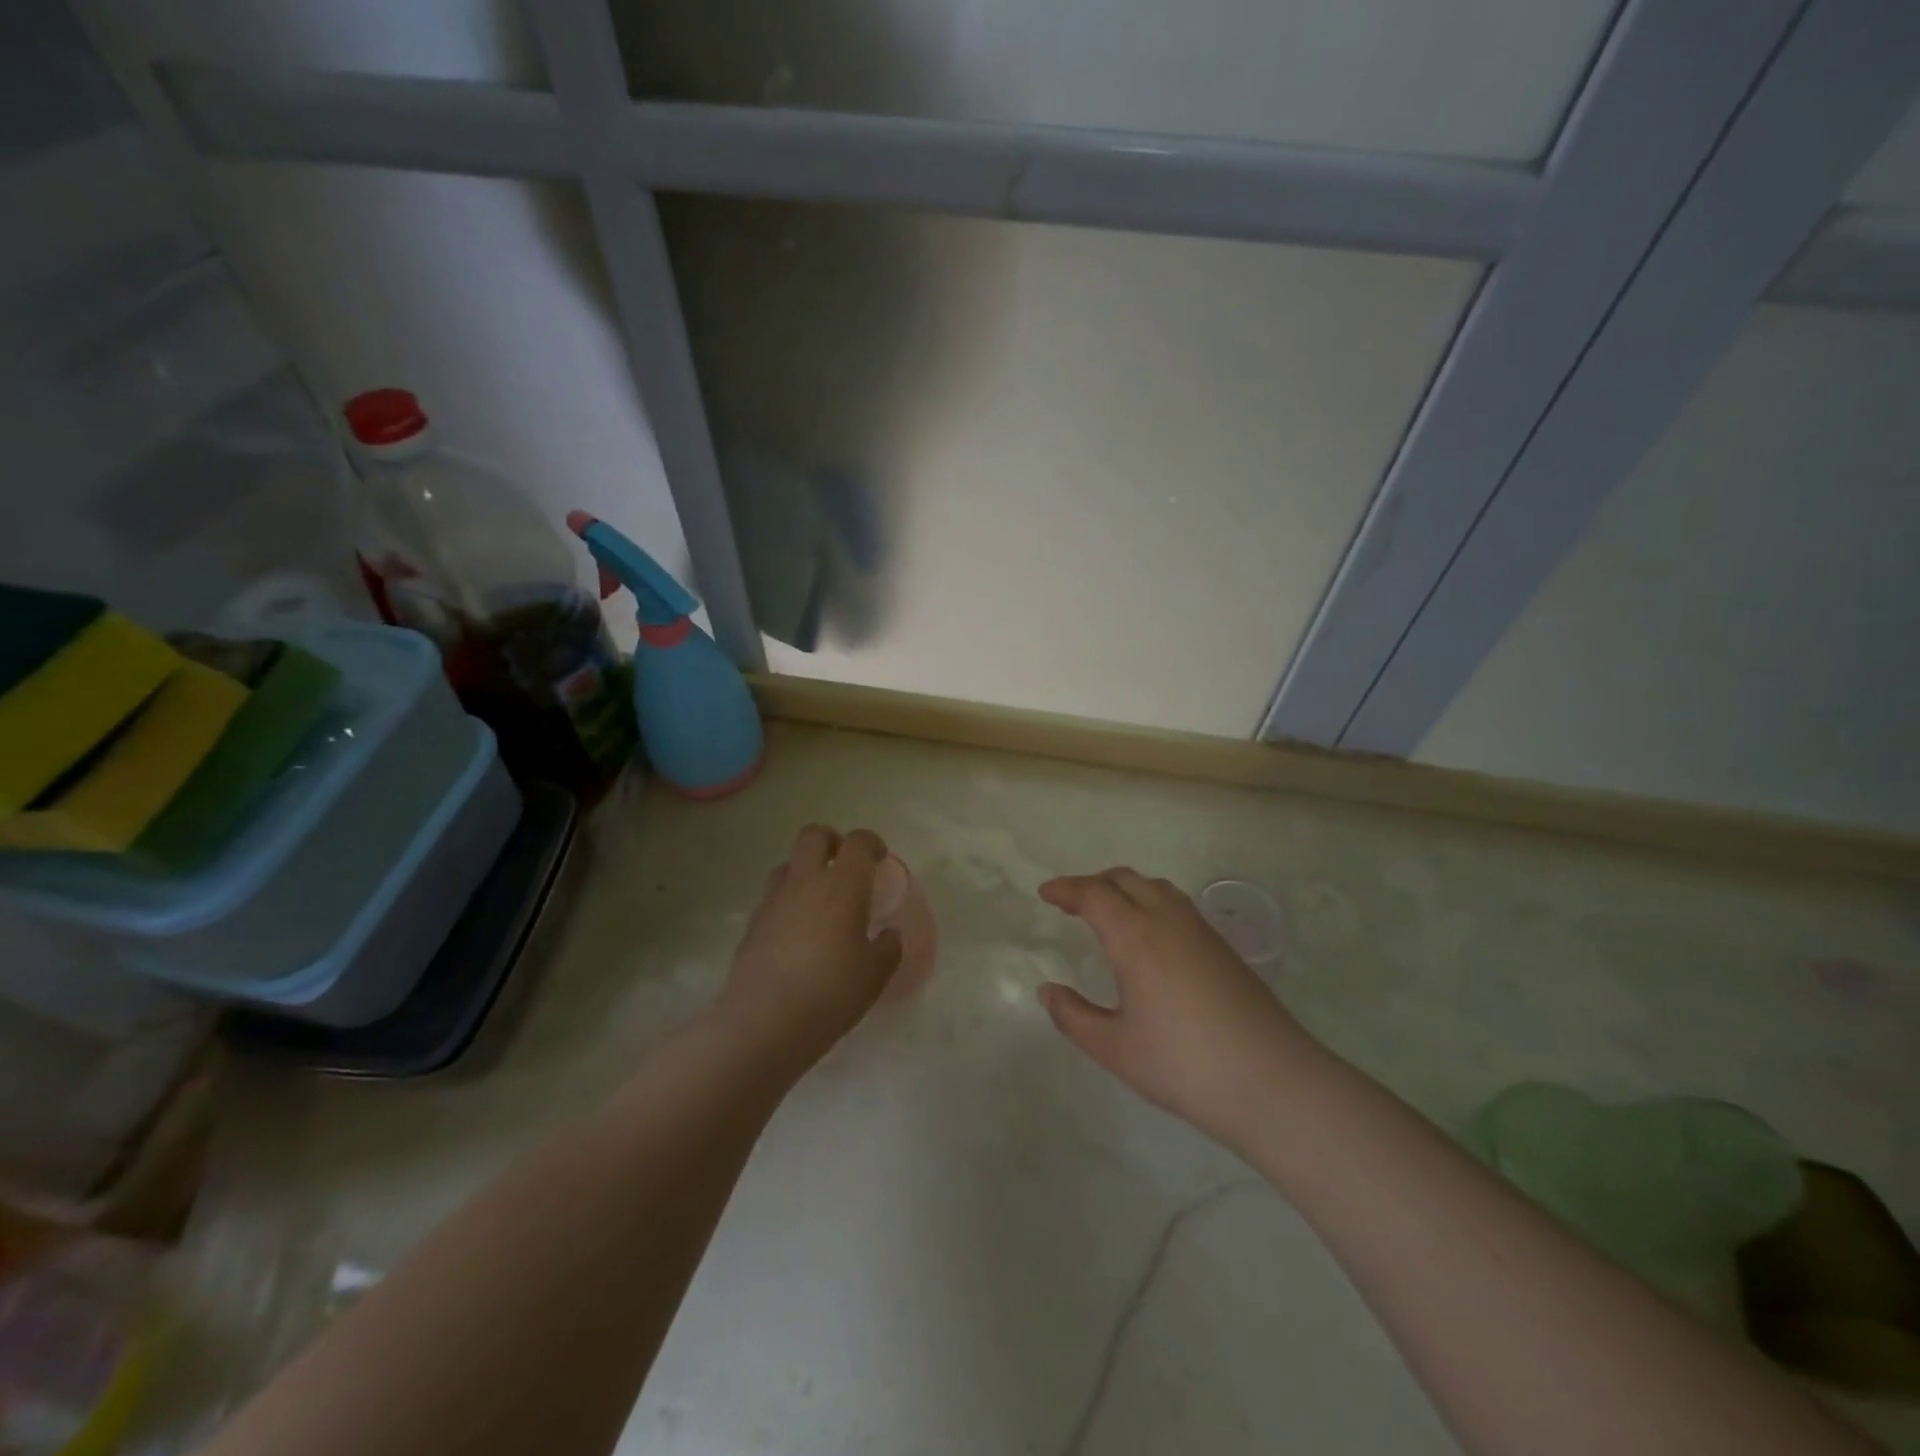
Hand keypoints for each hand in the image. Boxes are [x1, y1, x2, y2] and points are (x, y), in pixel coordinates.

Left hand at [719, 825, 901, 1069]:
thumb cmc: (831, 992)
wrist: (764, 1021)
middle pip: (813, 836)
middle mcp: (805, 882)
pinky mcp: (752, 925)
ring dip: (805, 872)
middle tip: (845, 867)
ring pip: (788, 865)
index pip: (858, 842)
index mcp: (842, 885)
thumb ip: (887, 948)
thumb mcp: (875, 974)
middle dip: (832, 842)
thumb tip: (888, 935)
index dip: (872, 844)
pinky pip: (773, 898)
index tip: (879, 859)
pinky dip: (788, 903)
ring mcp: (773, 901)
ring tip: (820, 902)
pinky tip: (797, 935)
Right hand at [1037, 869, 1318, 1144]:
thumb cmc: (1183, 1065)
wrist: (1272, 1083)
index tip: (1045, 894)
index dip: (1065, 889)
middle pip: (1126, 879)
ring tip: (1109, 911)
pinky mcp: (1224, 948)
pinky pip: (1178, 905)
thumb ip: (1074, 1017)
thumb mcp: (1115, 1049)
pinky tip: (1151, 937)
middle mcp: (1168, 921)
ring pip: (1157, 888)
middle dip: (1094, 883)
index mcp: (1136, 937)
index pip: (1094, 894)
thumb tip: (1047, 991)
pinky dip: (1152, 902)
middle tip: (1071, 902)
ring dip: (1126, 888)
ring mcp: (1201, 931)